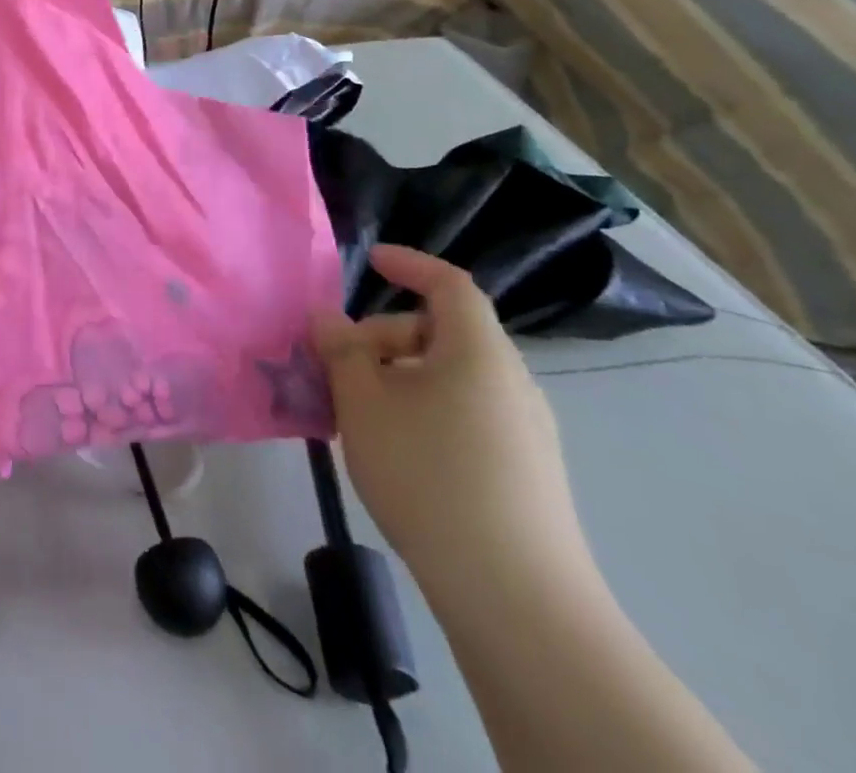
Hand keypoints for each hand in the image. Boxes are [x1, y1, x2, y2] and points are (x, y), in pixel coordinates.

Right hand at [311, 245, 596, 617]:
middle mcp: (511, 381)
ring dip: (400, 378)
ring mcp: (526, 429)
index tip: (371, 260)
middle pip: (442, 333)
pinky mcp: (527, 471)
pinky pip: (466, 413)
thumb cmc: (428, 474)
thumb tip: (328, 316)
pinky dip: (425, 410)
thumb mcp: (363, 402)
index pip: (450, 284)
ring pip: (451, 377)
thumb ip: (341, 349)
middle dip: (384, 338)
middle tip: (340, 369)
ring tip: (360, 416)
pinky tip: (397, 452)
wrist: (515, 596)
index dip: (410, 265)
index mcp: (478, 352)